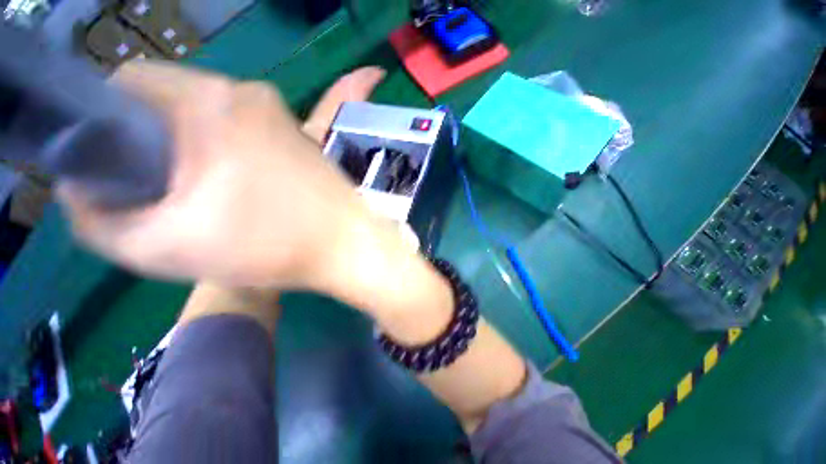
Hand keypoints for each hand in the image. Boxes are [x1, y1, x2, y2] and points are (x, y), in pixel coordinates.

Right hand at [59, 60, 385, 288]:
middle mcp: (250, 95)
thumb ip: (97, 220)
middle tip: (160, 190)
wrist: (349, 245)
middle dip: (151, 142)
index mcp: (210, 101)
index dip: (105, 122)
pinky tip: (237, 189)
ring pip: (209, 118)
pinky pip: (245, 133)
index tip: (112, 164)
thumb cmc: (272, 246)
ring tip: (201, 195)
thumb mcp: (163, 247)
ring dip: (192, 150)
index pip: (128, 83)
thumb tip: (79, 190)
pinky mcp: (302, 139)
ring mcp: (283, 116)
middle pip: (170, 101)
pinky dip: (226, 154)